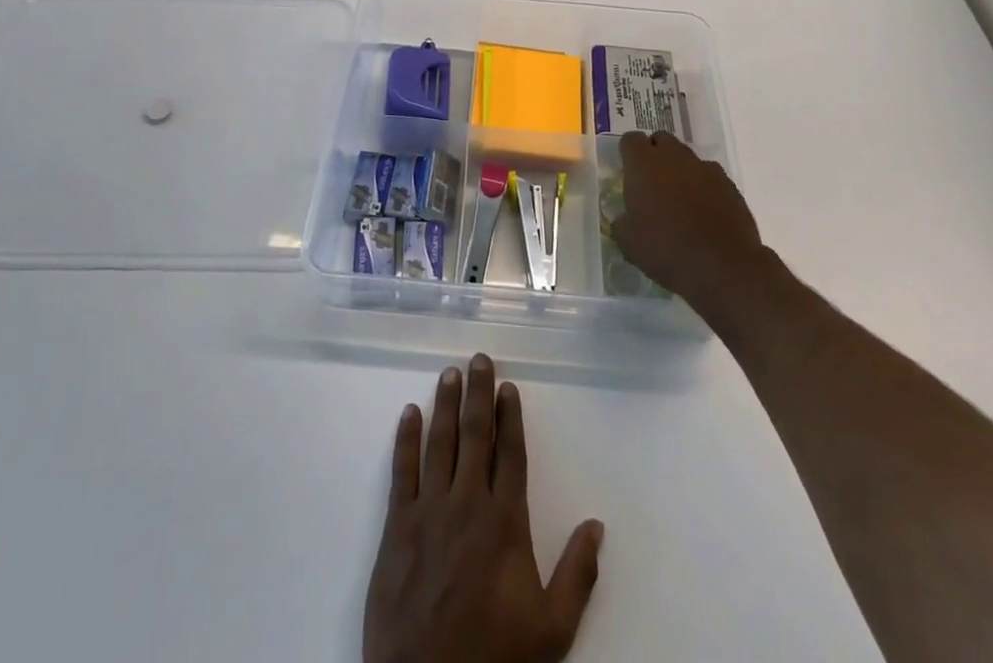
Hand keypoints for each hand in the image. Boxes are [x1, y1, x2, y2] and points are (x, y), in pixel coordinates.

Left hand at [363, 354, 603, 662]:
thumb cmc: (494, 660)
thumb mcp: (551, 631)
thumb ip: (577, 575)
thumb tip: (597, 525)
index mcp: (504, 522)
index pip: (510, 453)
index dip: (510, 417)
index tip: (509, 386)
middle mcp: (467, 504)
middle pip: (475, 435)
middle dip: (478, 393)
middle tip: (479, 359)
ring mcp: (428, 512)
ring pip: (439, 443)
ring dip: (445, 405)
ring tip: (449, 373)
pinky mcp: (396, 527)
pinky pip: (401, 471)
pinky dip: (405, 439)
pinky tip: (409, 413)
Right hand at [611, 131, 767, 314]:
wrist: (722, 266)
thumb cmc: (666, 250)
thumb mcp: (629, 243)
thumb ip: (622, 224)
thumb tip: (624, 219)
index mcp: (643, 165)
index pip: (631, 140)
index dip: (628, 153)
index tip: (628, 171)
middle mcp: (674, 157)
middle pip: (661, 140)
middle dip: (655, 154)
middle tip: (651, 183)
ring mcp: (704, 168)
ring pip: (687, 157)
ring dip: (680, 170)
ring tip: (679, 199)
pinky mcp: (729, 184)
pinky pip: (710, 175)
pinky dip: (704, 185)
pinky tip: (703, 210)